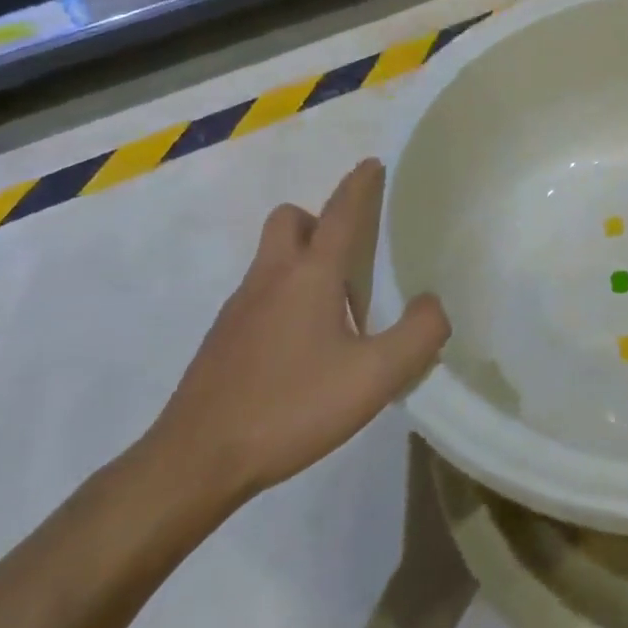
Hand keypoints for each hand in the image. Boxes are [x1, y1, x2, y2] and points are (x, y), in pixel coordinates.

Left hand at [146, 159, 449, 506]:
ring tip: (336, 310)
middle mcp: (271, 278)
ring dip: (303, 261)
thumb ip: (419, 334)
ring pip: (272, 258)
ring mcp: (239, 309)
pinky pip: (260, 294)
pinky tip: (303, 347)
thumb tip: (433, 305)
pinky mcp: (222, 341)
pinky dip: (285, 298)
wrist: (193, 463)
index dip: (360, 185)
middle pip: (290, 220)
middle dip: (319, 220)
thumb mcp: (376, 377)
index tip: (372, 164)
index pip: (340, 213)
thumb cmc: (290, 408)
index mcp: (310, 275)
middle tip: (349, 253)